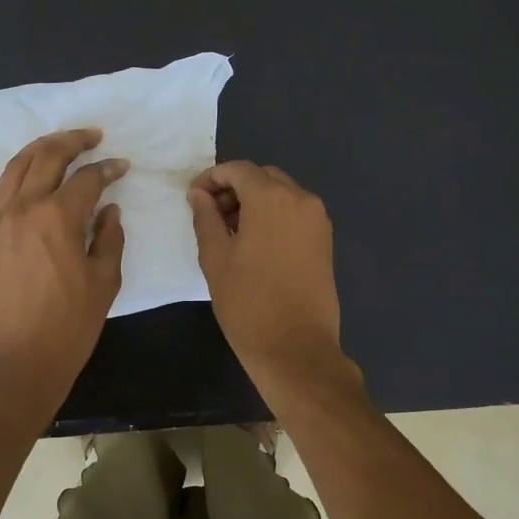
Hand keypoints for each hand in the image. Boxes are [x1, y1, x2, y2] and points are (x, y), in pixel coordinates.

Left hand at [0, 128, 126, 408]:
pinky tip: (31, 173)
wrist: (14, 362)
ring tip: (61, 143)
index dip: (108, 168)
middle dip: (73, 140)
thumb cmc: (68, 326)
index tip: (122, 166)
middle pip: (47, 157)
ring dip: (41, 148)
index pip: (86, 178)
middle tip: (93, 136)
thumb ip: (110, 238)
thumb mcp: (104, 282)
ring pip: (17, 166)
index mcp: (57, 217)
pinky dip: (18, 171)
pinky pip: (0, 189)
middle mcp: (23, 208)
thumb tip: (109, 210)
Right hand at [188, 161, 345, 384]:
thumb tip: (199, 194)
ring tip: (230, 231)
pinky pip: (295, 212)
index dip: (212, 178)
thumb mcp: (215, 258)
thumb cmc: (248, 303)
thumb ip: (206, 218)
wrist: (296, 348)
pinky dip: (274, 215)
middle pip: (262, 177)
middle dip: (234, 188)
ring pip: (281, 193)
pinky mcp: (325, 239)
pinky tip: (255, 243)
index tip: (193, 198)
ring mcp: (317, 219)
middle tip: (210, 214)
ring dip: (255, 201)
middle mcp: (300, 199)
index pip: (238, 170)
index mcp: (271, 198)